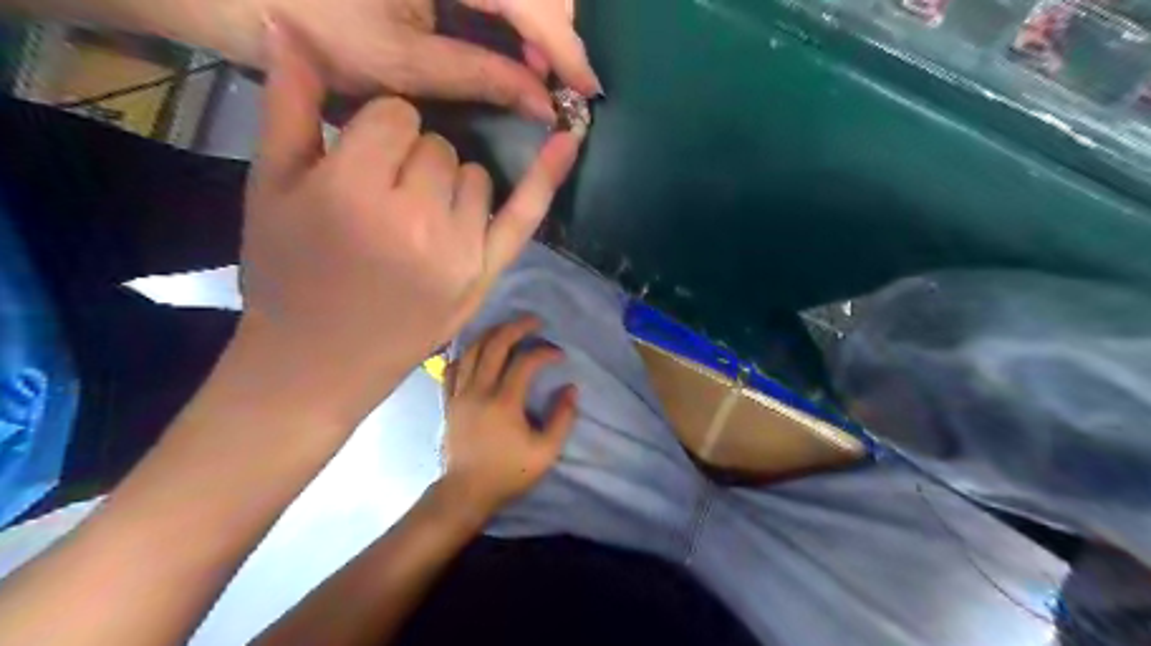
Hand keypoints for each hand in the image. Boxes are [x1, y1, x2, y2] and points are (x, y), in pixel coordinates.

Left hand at [229, 0, 603, 118]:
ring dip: (541, 21)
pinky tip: (515, 42)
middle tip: (556, 82)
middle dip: (557, 31)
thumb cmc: (317, 26)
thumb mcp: (404, 63)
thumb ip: (483, 78)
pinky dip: (518, 11)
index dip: (564, 47)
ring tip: (537, 68)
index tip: (587, 90)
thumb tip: (543, 103)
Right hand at [234, 21, 581, 423]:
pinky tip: (568, 140)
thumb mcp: (270, 189)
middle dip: (412, 161)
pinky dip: (546, 176)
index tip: (361, 164)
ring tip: (416, 224)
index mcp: (356, 189)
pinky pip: (525, 214)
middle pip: (440, 146)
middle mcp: (418, 216)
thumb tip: (293, 29)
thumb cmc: (288, 275)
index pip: (398, 115)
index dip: (378, 133)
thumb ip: (287, 107)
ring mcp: (461, 248)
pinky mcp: (487, 272)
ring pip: (476, 175)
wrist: (321, 358)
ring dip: (450, 186)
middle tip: (384, 205)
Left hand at [438, 315, 576, 513]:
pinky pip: (452, 367)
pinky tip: (477, 351)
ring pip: (471, 350)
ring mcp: (459, 394)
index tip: (559, 355)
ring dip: (491, 334)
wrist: (465, 492)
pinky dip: (465, 353)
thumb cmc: (508, 473)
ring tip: (508, 328)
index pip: (525, 362)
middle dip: (516, 327)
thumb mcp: (546, 452)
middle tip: (534, 322)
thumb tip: (571, 389)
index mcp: (504, 403)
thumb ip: (563, 419)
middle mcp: (478, 391)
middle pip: (495, 345)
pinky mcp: (448, 401)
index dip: (545, 352)